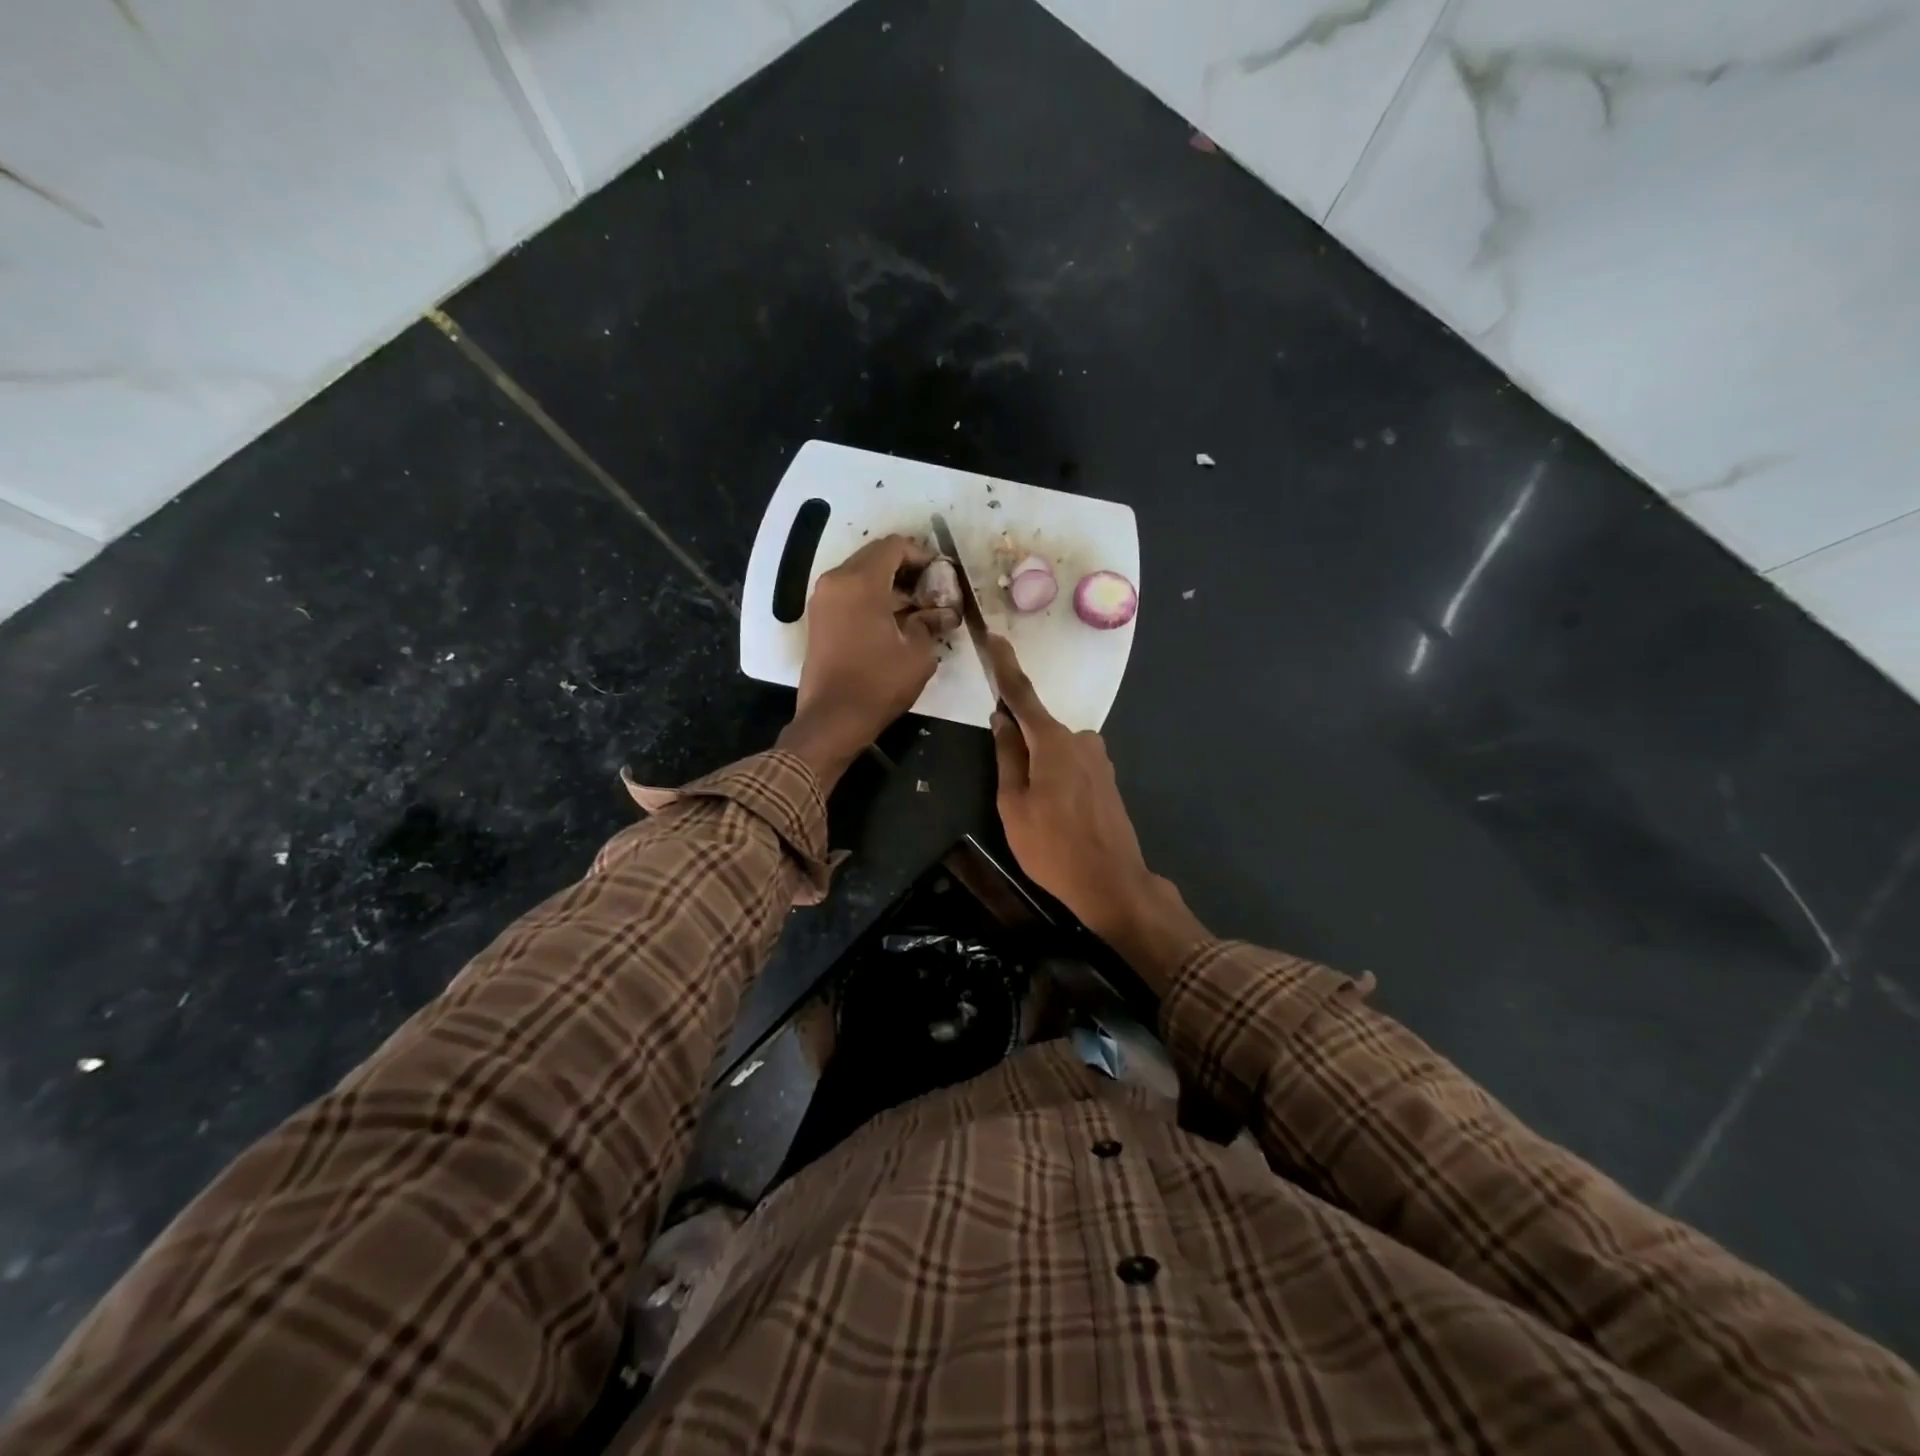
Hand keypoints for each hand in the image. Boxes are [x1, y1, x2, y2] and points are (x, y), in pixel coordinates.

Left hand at [778, 535, 957, 784]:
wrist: (832, 719)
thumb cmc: (878, 684)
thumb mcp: (918, 654)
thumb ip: (931, 623)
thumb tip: (942, 613)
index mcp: (860, 582)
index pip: (894, 547)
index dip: (921, 555)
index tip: (941, 574)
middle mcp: (836, 581)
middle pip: (874, 556)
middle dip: (905, 567)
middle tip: (931, 588)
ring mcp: (822, 598)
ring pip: (859, 573)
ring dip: (887, 582)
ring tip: (915, 605)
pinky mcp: (818, 617)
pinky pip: (848, 591)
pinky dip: (870, 595)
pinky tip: (892, 618)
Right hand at [985, 633, 1155, 936]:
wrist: (1112, 882)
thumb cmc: (1052, 846)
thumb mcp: (1013, 804)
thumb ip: (1007, 756)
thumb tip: (1001, 719)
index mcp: (1052, 742)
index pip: (1022, 695)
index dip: (1005, 666)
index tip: (994, 637)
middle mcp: (1080, 739)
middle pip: (1038, 728)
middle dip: (1019, 743)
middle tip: (1009, 789)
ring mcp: (1098, 758)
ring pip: (1054, 750)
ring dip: (1038, 767)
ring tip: (1035, 815)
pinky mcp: (1107, 777)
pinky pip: (1071, 764)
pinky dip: (1056, 777)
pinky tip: (1056, 815)